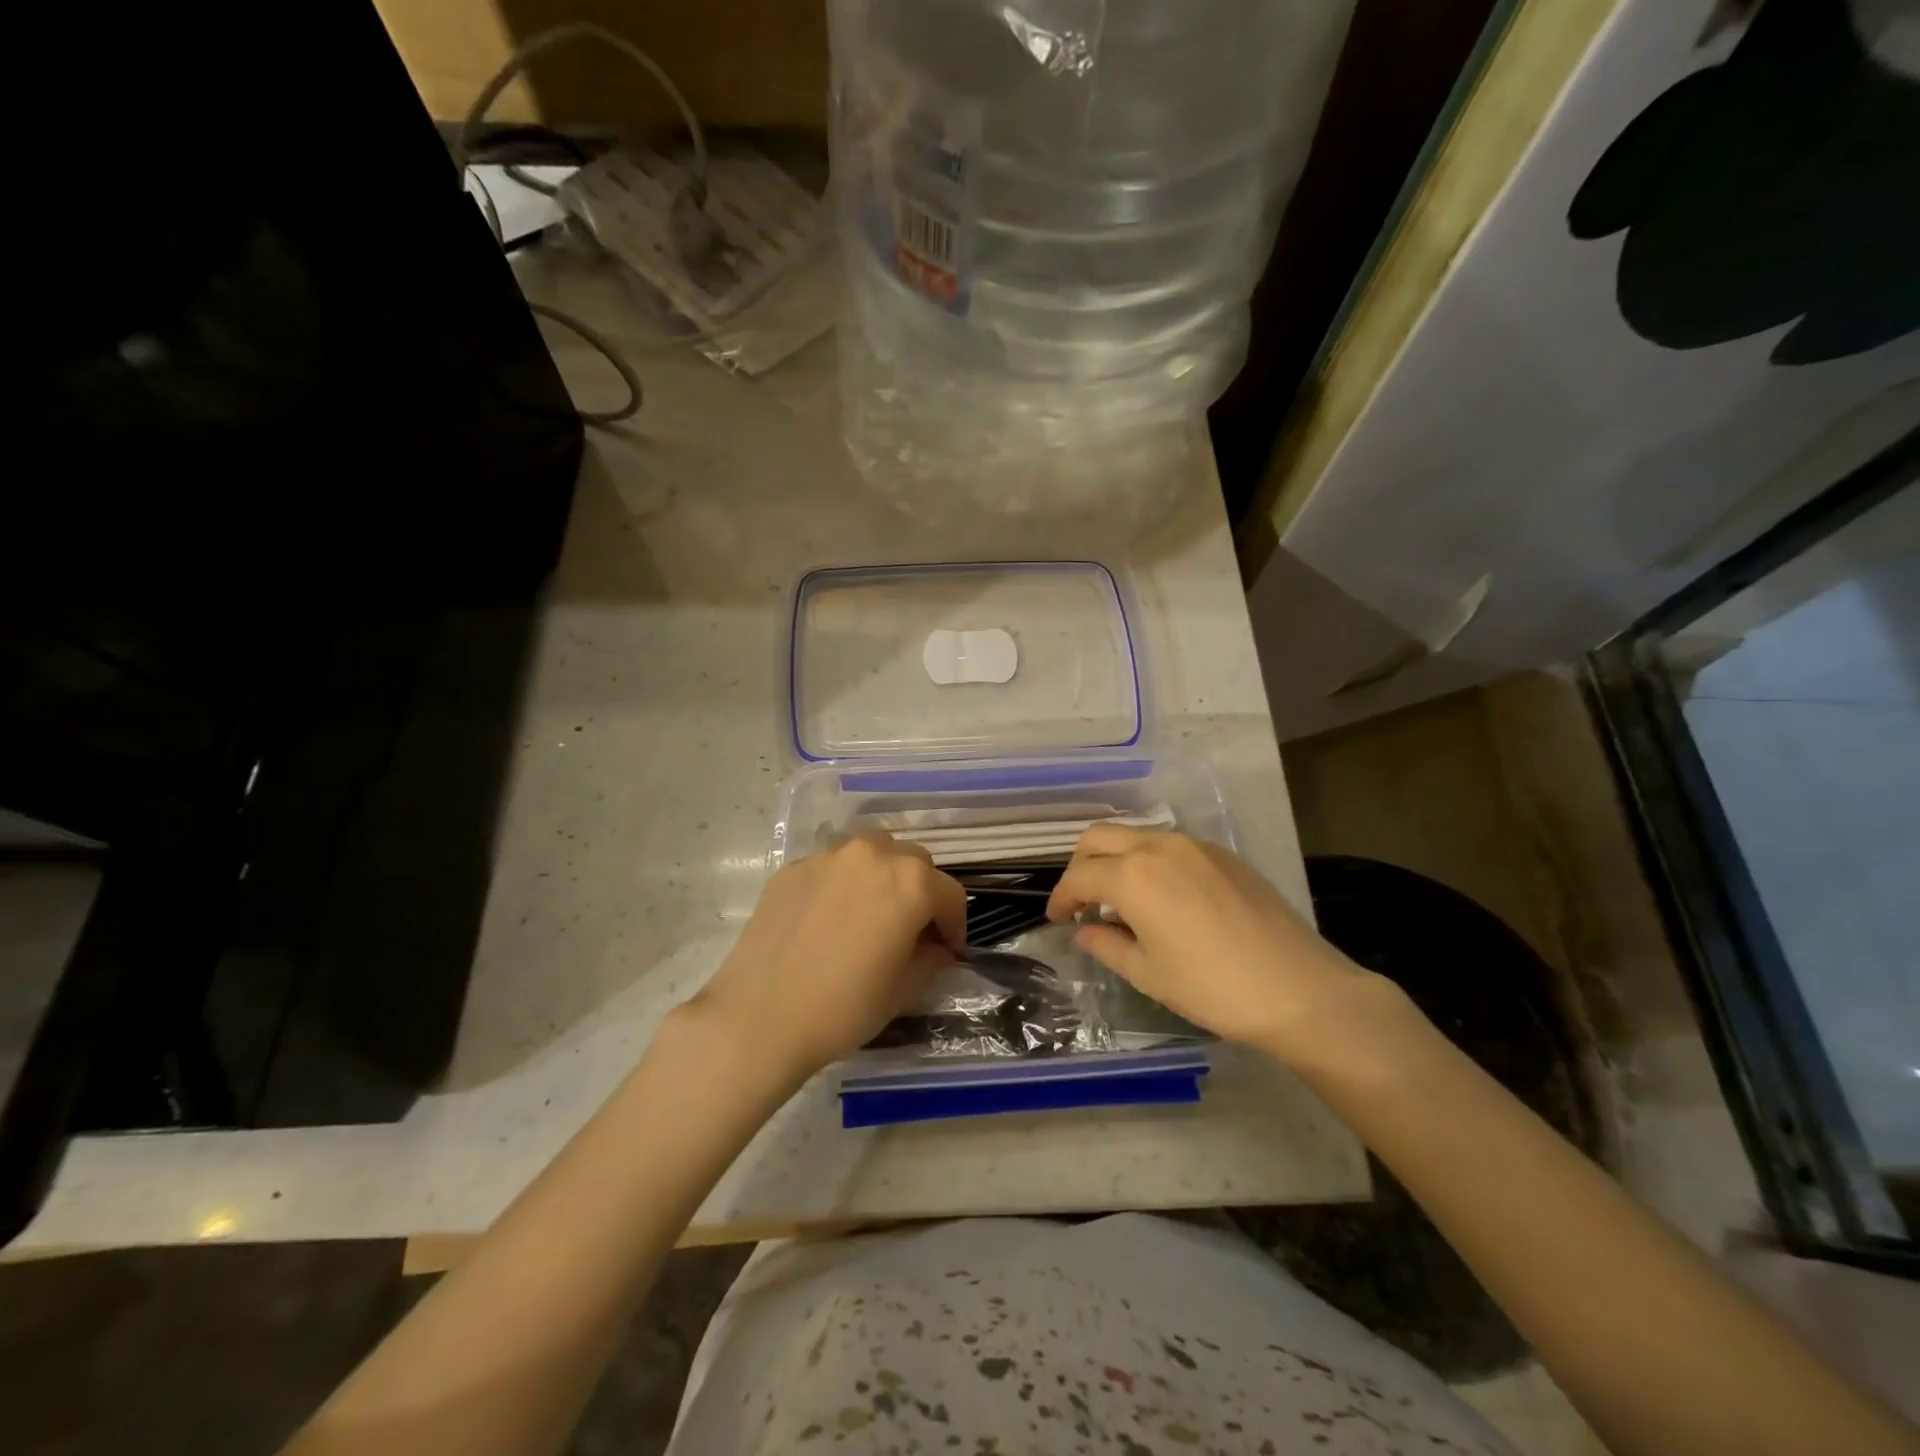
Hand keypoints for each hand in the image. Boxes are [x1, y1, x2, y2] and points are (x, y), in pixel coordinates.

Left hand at [686, 833, 967, 1084]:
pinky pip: (834, 867)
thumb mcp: (905, 988)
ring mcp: (829, 856)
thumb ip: (932, 956)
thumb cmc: (845, 1007)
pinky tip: (830, 920)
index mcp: (911, 881)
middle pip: (914, 863)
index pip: (951, 894)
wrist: (761, 1017)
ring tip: (871, 914)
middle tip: (910, 931)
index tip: (947, 950)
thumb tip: (935, 945)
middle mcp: (873, 854)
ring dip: (883, 877)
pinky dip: (844, 883)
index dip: (955, 925)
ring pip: (872, 853)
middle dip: (921, 893)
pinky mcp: (794, 867)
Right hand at [1046, 826, 1399, 1059]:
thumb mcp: (1148, 973)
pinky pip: (1170, 846)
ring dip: (1116, 860)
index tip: (1056, 920)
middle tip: (1082, 902)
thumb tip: (1085, 930)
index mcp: (1132, 875)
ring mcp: (1194, 845)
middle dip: (1081, 866)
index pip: (1079, 876)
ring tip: (1121, 901)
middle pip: (1099, 838)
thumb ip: (1107, 944)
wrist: (1299, 989)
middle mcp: (1158, 846)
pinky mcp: (1223, 854)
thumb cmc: (1212, 987)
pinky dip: (1149, 862)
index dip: (1060, 898)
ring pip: (1136, 836)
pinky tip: (1163, 897)